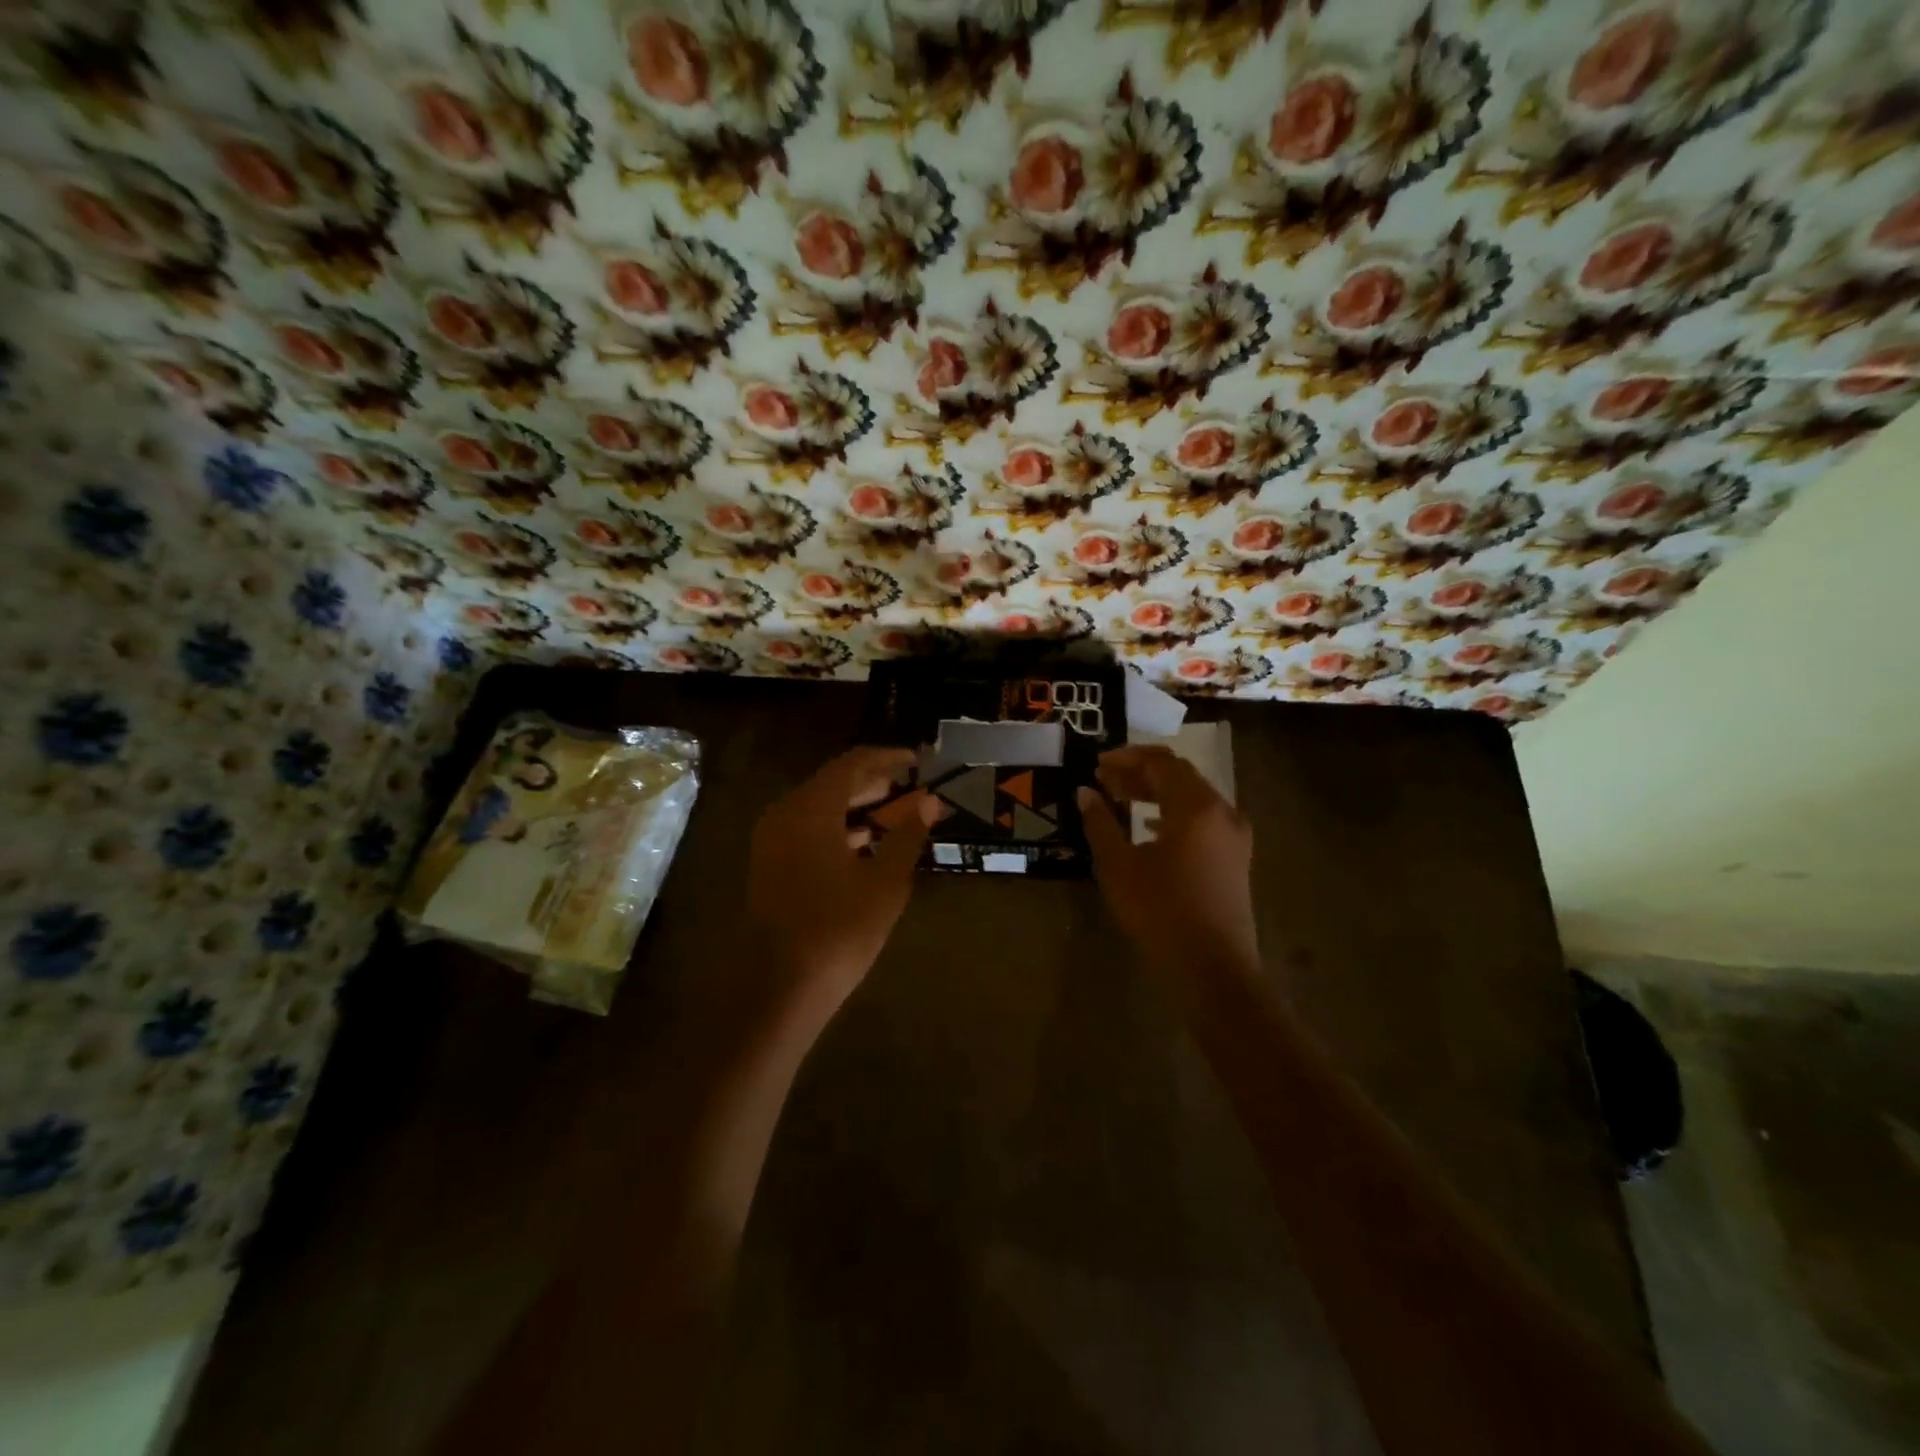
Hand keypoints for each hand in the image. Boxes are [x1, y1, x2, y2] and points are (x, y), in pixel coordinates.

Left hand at [747, 747, 937, 1008]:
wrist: (778, 987)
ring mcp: (772, 838)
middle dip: (873, 780)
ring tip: (895, 810)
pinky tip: (864, 842)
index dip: (889, 758)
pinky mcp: (770, 862)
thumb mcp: (885, 883)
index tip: (919, 761)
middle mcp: (786, 813)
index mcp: (812, 808)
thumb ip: (908, 836)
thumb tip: (929, 802)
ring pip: (819, 805)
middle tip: (911, 785)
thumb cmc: (838, 930)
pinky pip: (807, 827)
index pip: (854, 763)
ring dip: (856, 804)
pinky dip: (837, 825)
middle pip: (833, 781)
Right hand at [1078, 746, 1259, 980]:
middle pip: (1180, 776)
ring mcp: (1234, 835)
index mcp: (1196, 806)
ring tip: (1121, 800)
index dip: (1127, 758)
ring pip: (1192, 797)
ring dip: (1156, 793)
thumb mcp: (1119, 865)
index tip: (1098, 765)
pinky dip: (1173, 814)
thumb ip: (1101, 823)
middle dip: (1140, 774)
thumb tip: (1086, 793)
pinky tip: (1148, 828)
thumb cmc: (1160, 912)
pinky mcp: (1235, 857)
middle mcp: (1222, 811)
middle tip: (1105, 780)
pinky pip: (1202, 819)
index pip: (1161, 763)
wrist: (1212, 968)